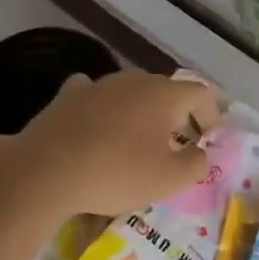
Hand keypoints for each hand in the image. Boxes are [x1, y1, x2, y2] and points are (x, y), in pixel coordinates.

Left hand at [8, 70, 221, 216]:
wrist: (46, 170)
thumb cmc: (117, 173)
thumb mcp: (169, 179)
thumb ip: (195, 164)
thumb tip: (200, 153)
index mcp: (164, 95)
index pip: (201, 94)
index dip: (211, 115)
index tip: (209, 139)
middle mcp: (134, 80)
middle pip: (165, 91)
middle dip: (177, 114)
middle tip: (177, 142)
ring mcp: (98, 84)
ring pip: (130, 92)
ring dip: (140, 112)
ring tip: (136, 140)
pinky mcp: (67, 96)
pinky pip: (95, 97)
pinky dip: (104, 109)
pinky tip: (98, 128)